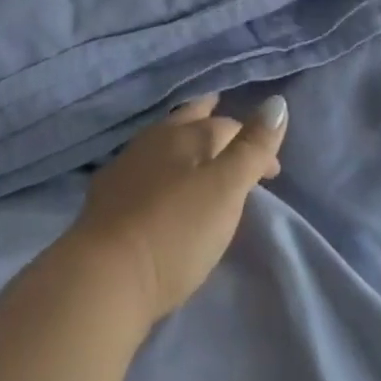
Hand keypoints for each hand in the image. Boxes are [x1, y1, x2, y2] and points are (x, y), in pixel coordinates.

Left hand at [65, 94, 288, 324]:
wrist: (103, 278)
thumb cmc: (174, 232)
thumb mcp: (225, 190)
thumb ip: (252, 148)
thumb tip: (277, 102)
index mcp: (185, 135)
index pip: (227, 127)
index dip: (254, 144)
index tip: (271, 174)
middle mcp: (154, 140)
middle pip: (188, 120)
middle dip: (211, 120)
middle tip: (225, 120)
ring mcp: (125, 166)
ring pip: (162, 141)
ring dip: (183, 140)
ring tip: (195, 148)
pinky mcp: (106, 198)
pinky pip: (141, 167)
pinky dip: (158, 167)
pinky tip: (155, 181)